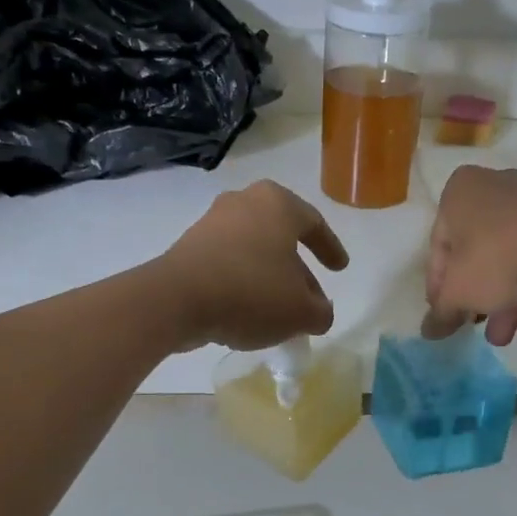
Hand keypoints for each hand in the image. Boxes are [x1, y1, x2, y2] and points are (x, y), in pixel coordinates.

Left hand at [162, 181, 349, 350]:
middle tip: (311, 297)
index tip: (340, 269)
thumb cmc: (251, 292)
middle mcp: (244, 202)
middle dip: (298, 270)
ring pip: (253, 250)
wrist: (176, 300)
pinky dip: (243, 283)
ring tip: (279, 311)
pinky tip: (248, 311)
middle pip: (281, 237)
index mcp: (278, 204)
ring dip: (269, 278)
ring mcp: (212, 222)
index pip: (314, 223)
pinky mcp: (188, 246)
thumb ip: (320, 312)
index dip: (331, 249)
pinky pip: (228, 263)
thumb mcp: (301, 312)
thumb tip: (319, 312)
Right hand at [424, 166, 516, 345]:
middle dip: (480, 299)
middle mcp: (496, 188)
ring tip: (510, 334)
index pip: (440, 245)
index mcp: (459, 193)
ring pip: (513, 259)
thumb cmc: (494, 257)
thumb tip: (429, 331)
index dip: (440, 287)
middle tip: (480, 328)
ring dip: (508, 302)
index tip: (446, 316)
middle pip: (479, 254)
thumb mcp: (458, 292)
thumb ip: (441, 313)